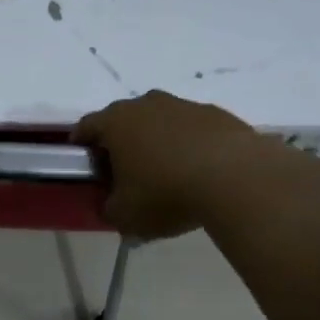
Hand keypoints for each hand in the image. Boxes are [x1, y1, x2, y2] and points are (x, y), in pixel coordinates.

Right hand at [74, 90, 258, 238]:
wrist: (236, 178)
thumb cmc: (166, 193)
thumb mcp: (125, 215)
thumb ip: (109, 209)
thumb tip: (112, 206)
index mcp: (116, 122)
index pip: (86, 127)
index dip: (82, 147)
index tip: (88, 167)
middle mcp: (146, 104)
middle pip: (124, 121)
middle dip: (121, 144)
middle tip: (126, 174)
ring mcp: (184, 105)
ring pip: (160, 122)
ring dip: (158, 142)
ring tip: (167, 175)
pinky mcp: (217, 114)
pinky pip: (193, 130)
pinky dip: (190, 146)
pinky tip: (200, 172)